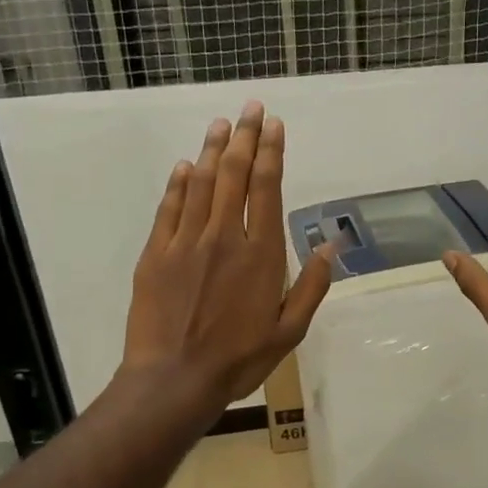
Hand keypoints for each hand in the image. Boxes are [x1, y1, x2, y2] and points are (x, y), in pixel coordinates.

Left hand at [122, 102, 331, 406]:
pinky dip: (178, 183)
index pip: (266, 188)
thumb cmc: (239, 359)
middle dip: (244, 137)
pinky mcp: (156, 254)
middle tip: (250, 108)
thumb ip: (311, 286)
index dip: (271, 152)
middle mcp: (224, 237)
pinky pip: (169, 208)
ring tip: (221, 124)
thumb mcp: (290, 331)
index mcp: (260, 254)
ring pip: (201, 184)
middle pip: (234, 175)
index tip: (274, 125)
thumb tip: (331, 245)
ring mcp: (186, 243)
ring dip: (212, 150)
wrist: (174, 380)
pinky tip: (186, 166)